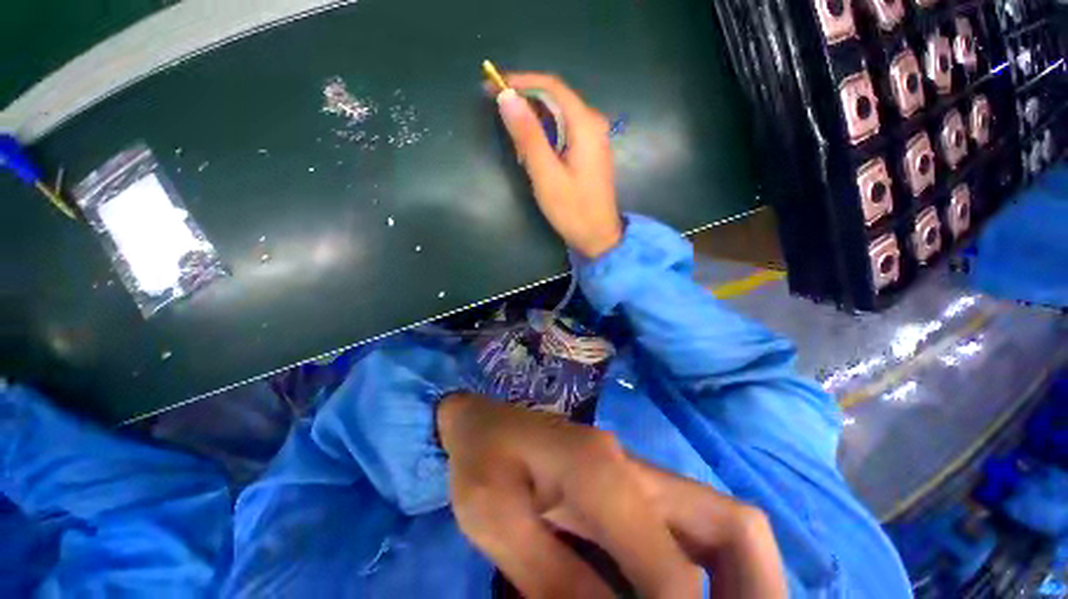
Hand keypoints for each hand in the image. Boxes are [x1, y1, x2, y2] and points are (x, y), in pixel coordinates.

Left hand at [438, 393, 786, 598]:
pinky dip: (709, 573)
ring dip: (740, 582)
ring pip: (725, 525)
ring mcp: (637, 472)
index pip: (672, 572)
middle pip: (734, 526)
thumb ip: (554, 579)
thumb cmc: (481, 460)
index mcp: (600, 471)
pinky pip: (694, 531)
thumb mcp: (495, 520)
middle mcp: (634, 468)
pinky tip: (682, 597)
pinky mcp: (632, 482)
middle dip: (757, 592)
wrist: (483, 422)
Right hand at [495, 74, 622, 258]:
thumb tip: (506, 97)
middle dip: (525, 99)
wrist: (599, 238)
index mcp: (585, 125)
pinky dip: (544, 134)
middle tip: (495, 109)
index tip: (492, 85)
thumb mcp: (546, 175)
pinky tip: (532, 149)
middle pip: (556, 98)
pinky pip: (564, 131)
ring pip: (558, 115)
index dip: (520, 81)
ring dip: (533, 119)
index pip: (551, 86)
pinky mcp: (589, 152)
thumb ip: (528, 136)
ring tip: (511, 135)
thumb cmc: (573, 211)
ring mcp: (593, 138)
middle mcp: (593, 124)